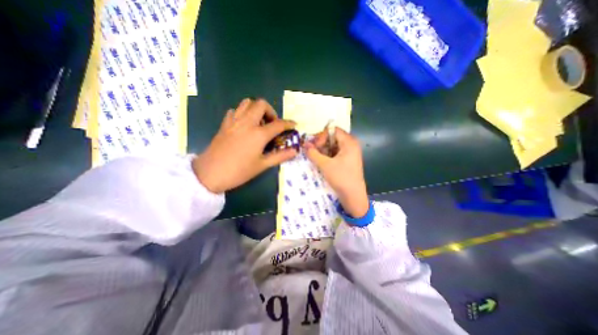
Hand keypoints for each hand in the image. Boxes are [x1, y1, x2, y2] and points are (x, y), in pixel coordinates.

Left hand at [192, 98, 297, 193]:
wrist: (210, 174)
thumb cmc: (239, 171)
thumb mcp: (262, 165)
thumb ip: (280, 156)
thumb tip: (295, 151)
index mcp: (258, 134)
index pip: (278, 124)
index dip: (288, 123)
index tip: (293, 125)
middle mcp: (247, 123)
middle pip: (261, 104)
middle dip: (271, 111)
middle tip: (272, 124)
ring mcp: (234, 122)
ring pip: (247, 103)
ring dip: (256, 109)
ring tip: (259, 122)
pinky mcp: (224, 124)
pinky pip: (235, 111)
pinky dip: (242, 113)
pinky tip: (244, 125)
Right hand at [305, 126, 369, 216]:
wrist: (353, 196)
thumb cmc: (341, 178)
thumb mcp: (325, 165)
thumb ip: (313, 153)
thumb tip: (304, 145)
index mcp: (349, 142)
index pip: (333, 131)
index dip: (321, 136)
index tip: (313, 146)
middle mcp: (351, 145)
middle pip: (333, 137)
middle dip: (321, 143)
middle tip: (312, 151)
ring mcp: (350, 153)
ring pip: (334, 146)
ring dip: (323, 150)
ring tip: (315, 157)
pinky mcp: (348, 160)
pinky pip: (336, 153)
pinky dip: (328, 155)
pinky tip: (321, 161)